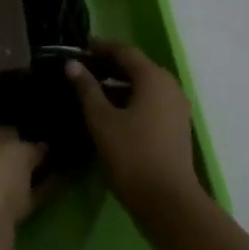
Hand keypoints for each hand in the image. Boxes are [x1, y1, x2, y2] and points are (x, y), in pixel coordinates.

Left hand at [0, 129, 48, 227]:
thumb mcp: (18, 149)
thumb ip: (32, 148)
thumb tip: (42, 149)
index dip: (15, 135)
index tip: (36, 137)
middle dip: (20, 160)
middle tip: (48, 155)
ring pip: (5, 184)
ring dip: (28, 179)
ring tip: (57, 171)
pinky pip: (15, 202)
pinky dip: (33, 195)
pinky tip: (55, 188)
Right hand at [67, 40, 200, 216]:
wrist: (169, 202)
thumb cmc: (132, 155)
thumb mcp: (102, 120)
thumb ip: (86, 89)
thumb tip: (72, 64)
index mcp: (153, 77)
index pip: (124, 51)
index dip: (100, 47)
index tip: (79, 48)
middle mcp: (169, 86)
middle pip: (136, 67)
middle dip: (108, 66)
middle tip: (81, 70)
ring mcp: (176, 107)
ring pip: (144, 86)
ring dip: (118, 85)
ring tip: (90, 92)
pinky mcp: (176, 127)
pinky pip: (151, 102)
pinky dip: (130, 100)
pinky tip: (110, 114)